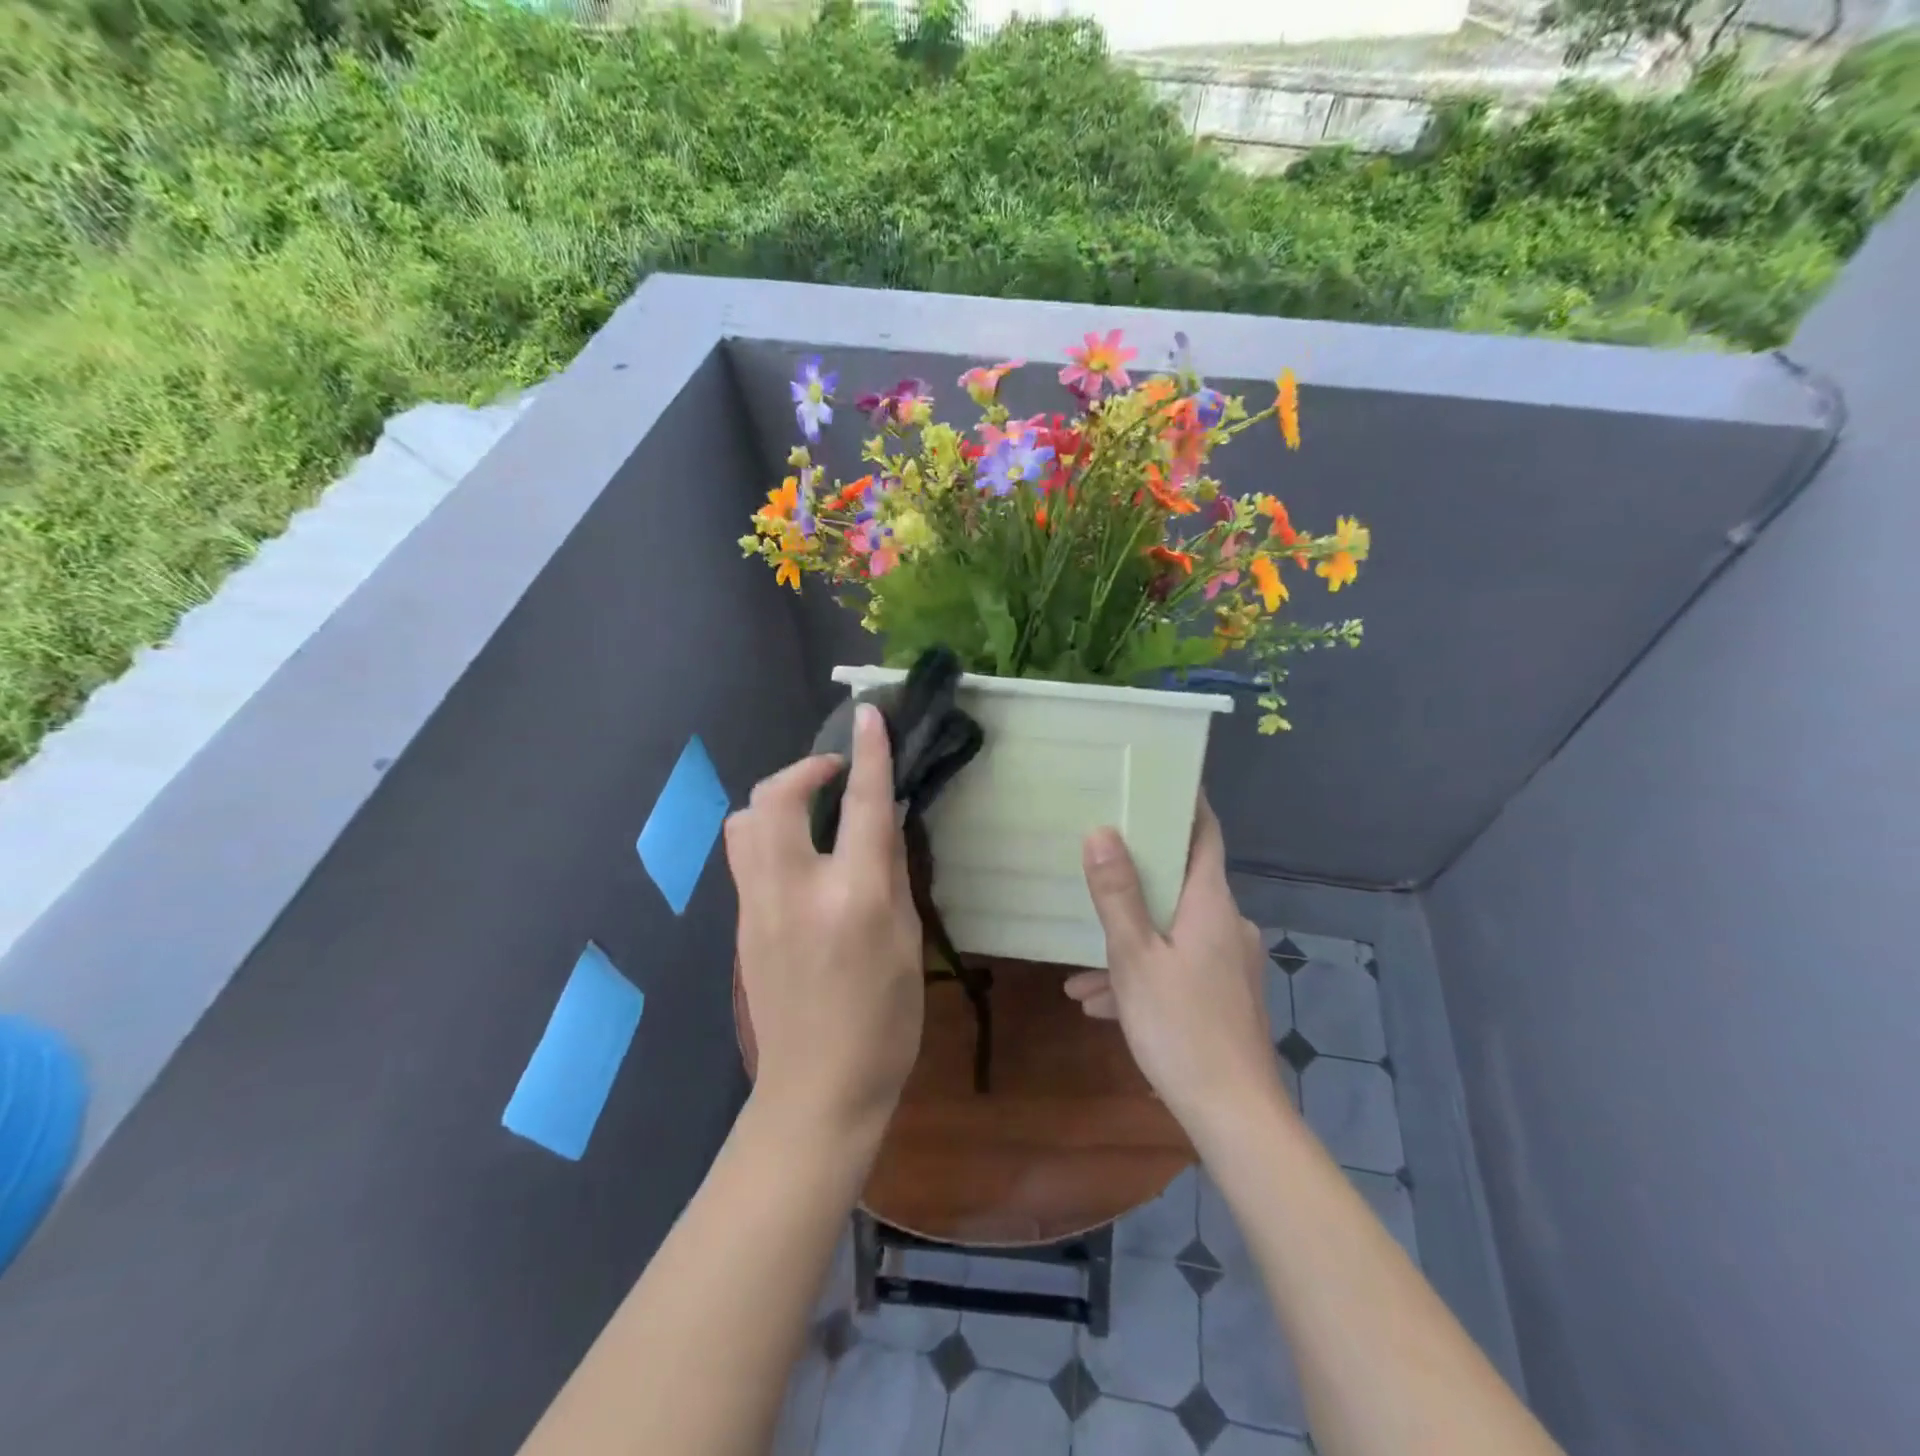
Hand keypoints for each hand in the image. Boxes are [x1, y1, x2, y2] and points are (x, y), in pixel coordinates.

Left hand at [726, 704, 925, 1141]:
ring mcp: (757, 907)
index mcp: (854, 898)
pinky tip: (797, 855)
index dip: (868, 754)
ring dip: (777, 799)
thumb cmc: (884, 1022)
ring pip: (744, 822)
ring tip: (810, 811)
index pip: (864, 806)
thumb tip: (884, 823)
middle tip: (834, 773)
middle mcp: (796, 891)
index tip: (870, 715)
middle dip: (804, 768)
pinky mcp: (739, 924)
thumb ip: (892, 873)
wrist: (817, 1090)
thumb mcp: (908, 943)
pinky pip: (744, 855)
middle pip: (776, 798)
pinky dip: (768, 833)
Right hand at [1065, 796, 1288, 1134]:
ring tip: (1079, 967)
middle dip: (1137, 878)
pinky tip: (1099, 1003)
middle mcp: (1227, 924)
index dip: (1186, 803)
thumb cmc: (1182, 1026)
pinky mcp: (1225, 995)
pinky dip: (1144, 974)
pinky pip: (1178, 967)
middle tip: (1097, 862)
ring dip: (1129, 941)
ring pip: (1172, 932)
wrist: (1234, 1115)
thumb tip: (1102, 831)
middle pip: (1182, 881)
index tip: (1158, 779)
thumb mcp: (1134, 957)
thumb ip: (1117, 894)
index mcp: (1211, 904)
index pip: (1205, 833)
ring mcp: (1229, 962)